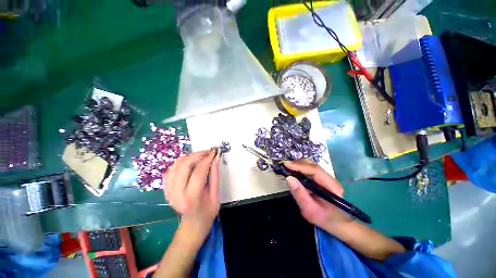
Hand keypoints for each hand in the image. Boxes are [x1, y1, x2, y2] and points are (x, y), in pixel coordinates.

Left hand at [163, 150, 219, 238]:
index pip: (198, 171)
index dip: (207, 159)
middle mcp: (176, 194)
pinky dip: (181, 163)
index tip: (214, 152)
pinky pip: (171, 170)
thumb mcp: (216, 194)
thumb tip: (215, 158)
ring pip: (176, 165)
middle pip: (184, 165)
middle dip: (197, 154)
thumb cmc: (208, 211)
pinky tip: (190, 164)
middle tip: (207, 152)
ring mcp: (168, 191)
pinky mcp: (166, 189)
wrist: (193, 224)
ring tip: (200, 156)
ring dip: (189, 157)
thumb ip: (215, 175)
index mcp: (191, 198)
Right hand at [284, 160, 352, 232]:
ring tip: (286, 167)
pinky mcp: (321, 179)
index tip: (286, 165)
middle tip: (284, 166)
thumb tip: (289, 178)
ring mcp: (326, 177)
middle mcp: (330, 179)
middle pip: (312, 165)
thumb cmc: (324, 219)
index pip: (314, 170)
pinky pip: (309, 169)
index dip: (299, 166)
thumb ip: (299, 194)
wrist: (337, 223)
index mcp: (331, 186)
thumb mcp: (309, 210)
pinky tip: (293, 170)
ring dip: (297, 164)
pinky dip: (299, 168)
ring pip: (311, 165)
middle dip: (297, 163)